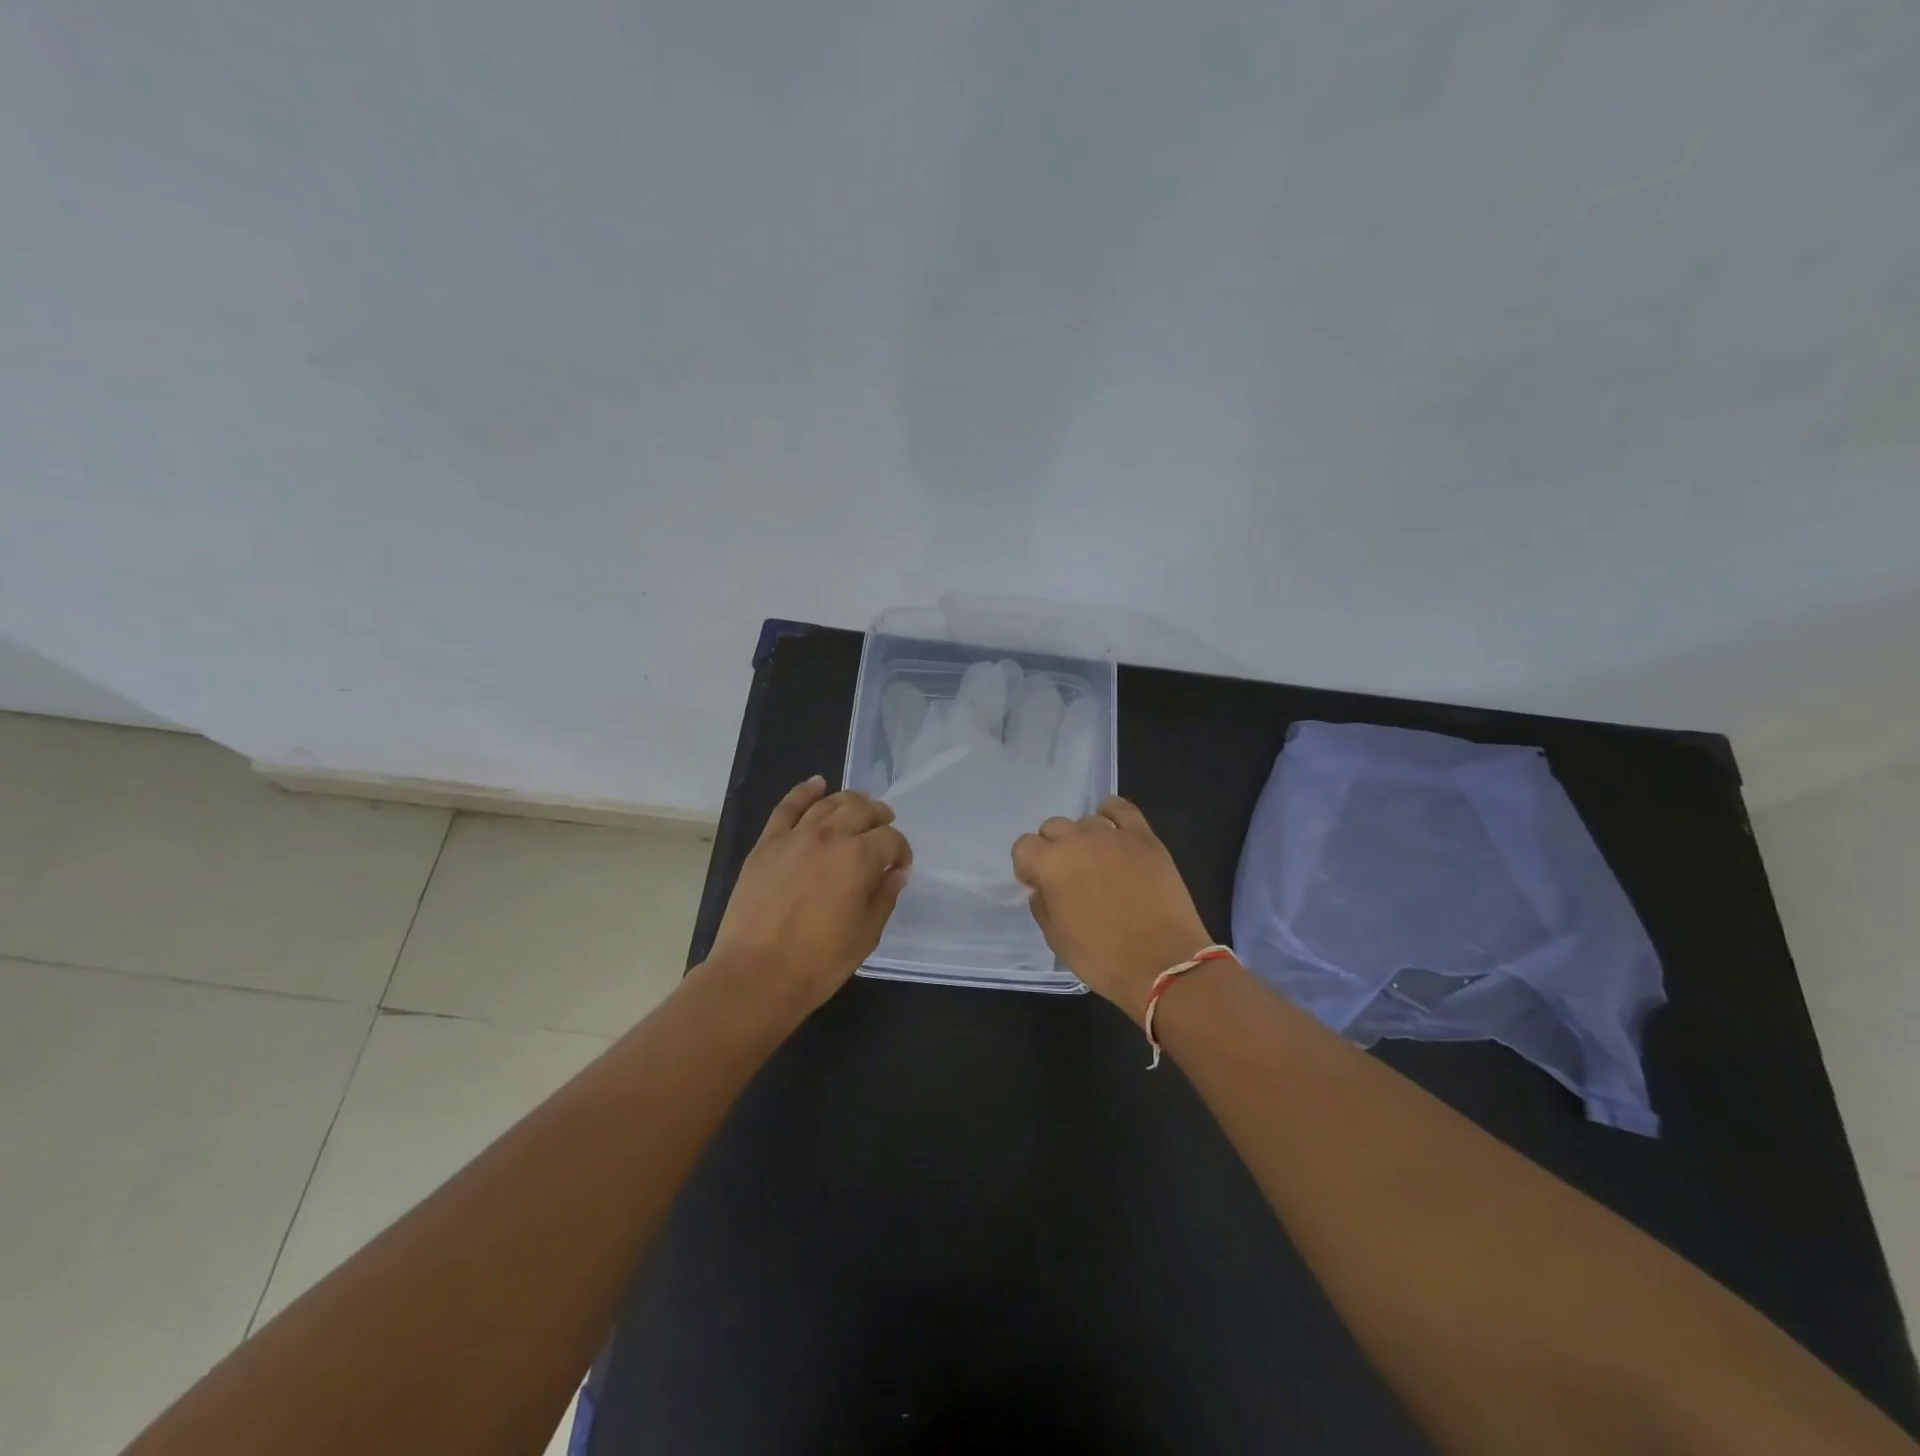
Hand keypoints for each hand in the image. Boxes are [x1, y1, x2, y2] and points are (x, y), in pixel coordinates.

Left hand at [707, 776, 912, 1014]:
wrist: (754, 976)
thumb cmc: (817, 963)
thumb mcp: (865, 936)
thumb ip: (883, 897)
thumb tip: (895, 872)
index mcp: (859, 859)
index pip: (890, 839)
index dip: (900, 850)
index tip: (899, 866)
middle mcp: (829, 837)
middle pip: (861, 809)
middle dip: (879, 816)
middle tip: (883, 829)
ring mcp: (794, 837)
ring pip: (828, 803)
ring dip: (849, 801)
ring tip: (858, 809)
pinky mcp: (766, 844)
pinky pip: (787, 807)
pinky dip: (804, 792)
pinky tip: (817, 784)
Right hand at [1012, 796, 1215, 1020]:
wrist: (1163, 964)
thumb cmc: (1102, 958)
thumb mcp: (1056, 939)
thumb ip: (1042, 905)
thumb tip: (1042, 888)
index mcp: (1051, 864)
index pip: (1024, 846)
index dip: (1027, 866)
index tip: (1037, 885)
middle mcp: (1078, 840)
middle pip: (1053, 828)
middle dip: (1052, 848)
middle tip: (1066, 876)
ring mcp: (1114, 835)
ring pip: (1086, 821)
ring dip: (1083, 838)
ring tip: (1096, 863)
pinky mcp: (1144, 838)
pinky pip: (1122, 809)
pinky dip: (1112, 813)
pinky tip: (1113, 829)